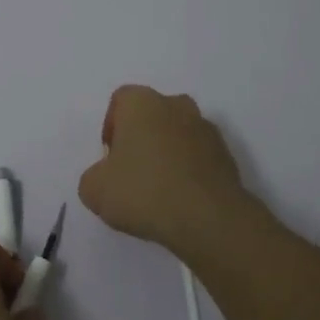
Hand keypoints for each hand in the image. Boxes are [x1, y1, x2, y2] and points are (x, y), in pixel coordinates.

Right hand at [78, 85, 251, 255]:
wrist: (207, 218)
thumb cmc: (144, 192)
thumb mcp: (94, 190)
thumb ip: (93, 176)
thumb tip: (107, 177)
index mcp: (142, 103)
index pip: (121, 100)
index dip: (111, 127)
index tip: (110, 158)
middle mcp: (177, 105)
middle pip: (152, 115)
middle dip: (141, 138)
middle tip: (132, 172)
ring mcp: (206, 129)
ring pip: (177, 134)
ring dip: (167, 154)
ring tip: (158, 190)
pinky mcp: (226, 155)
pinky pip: (198, 156)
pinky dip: (188, 171)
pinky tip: (180, 199)